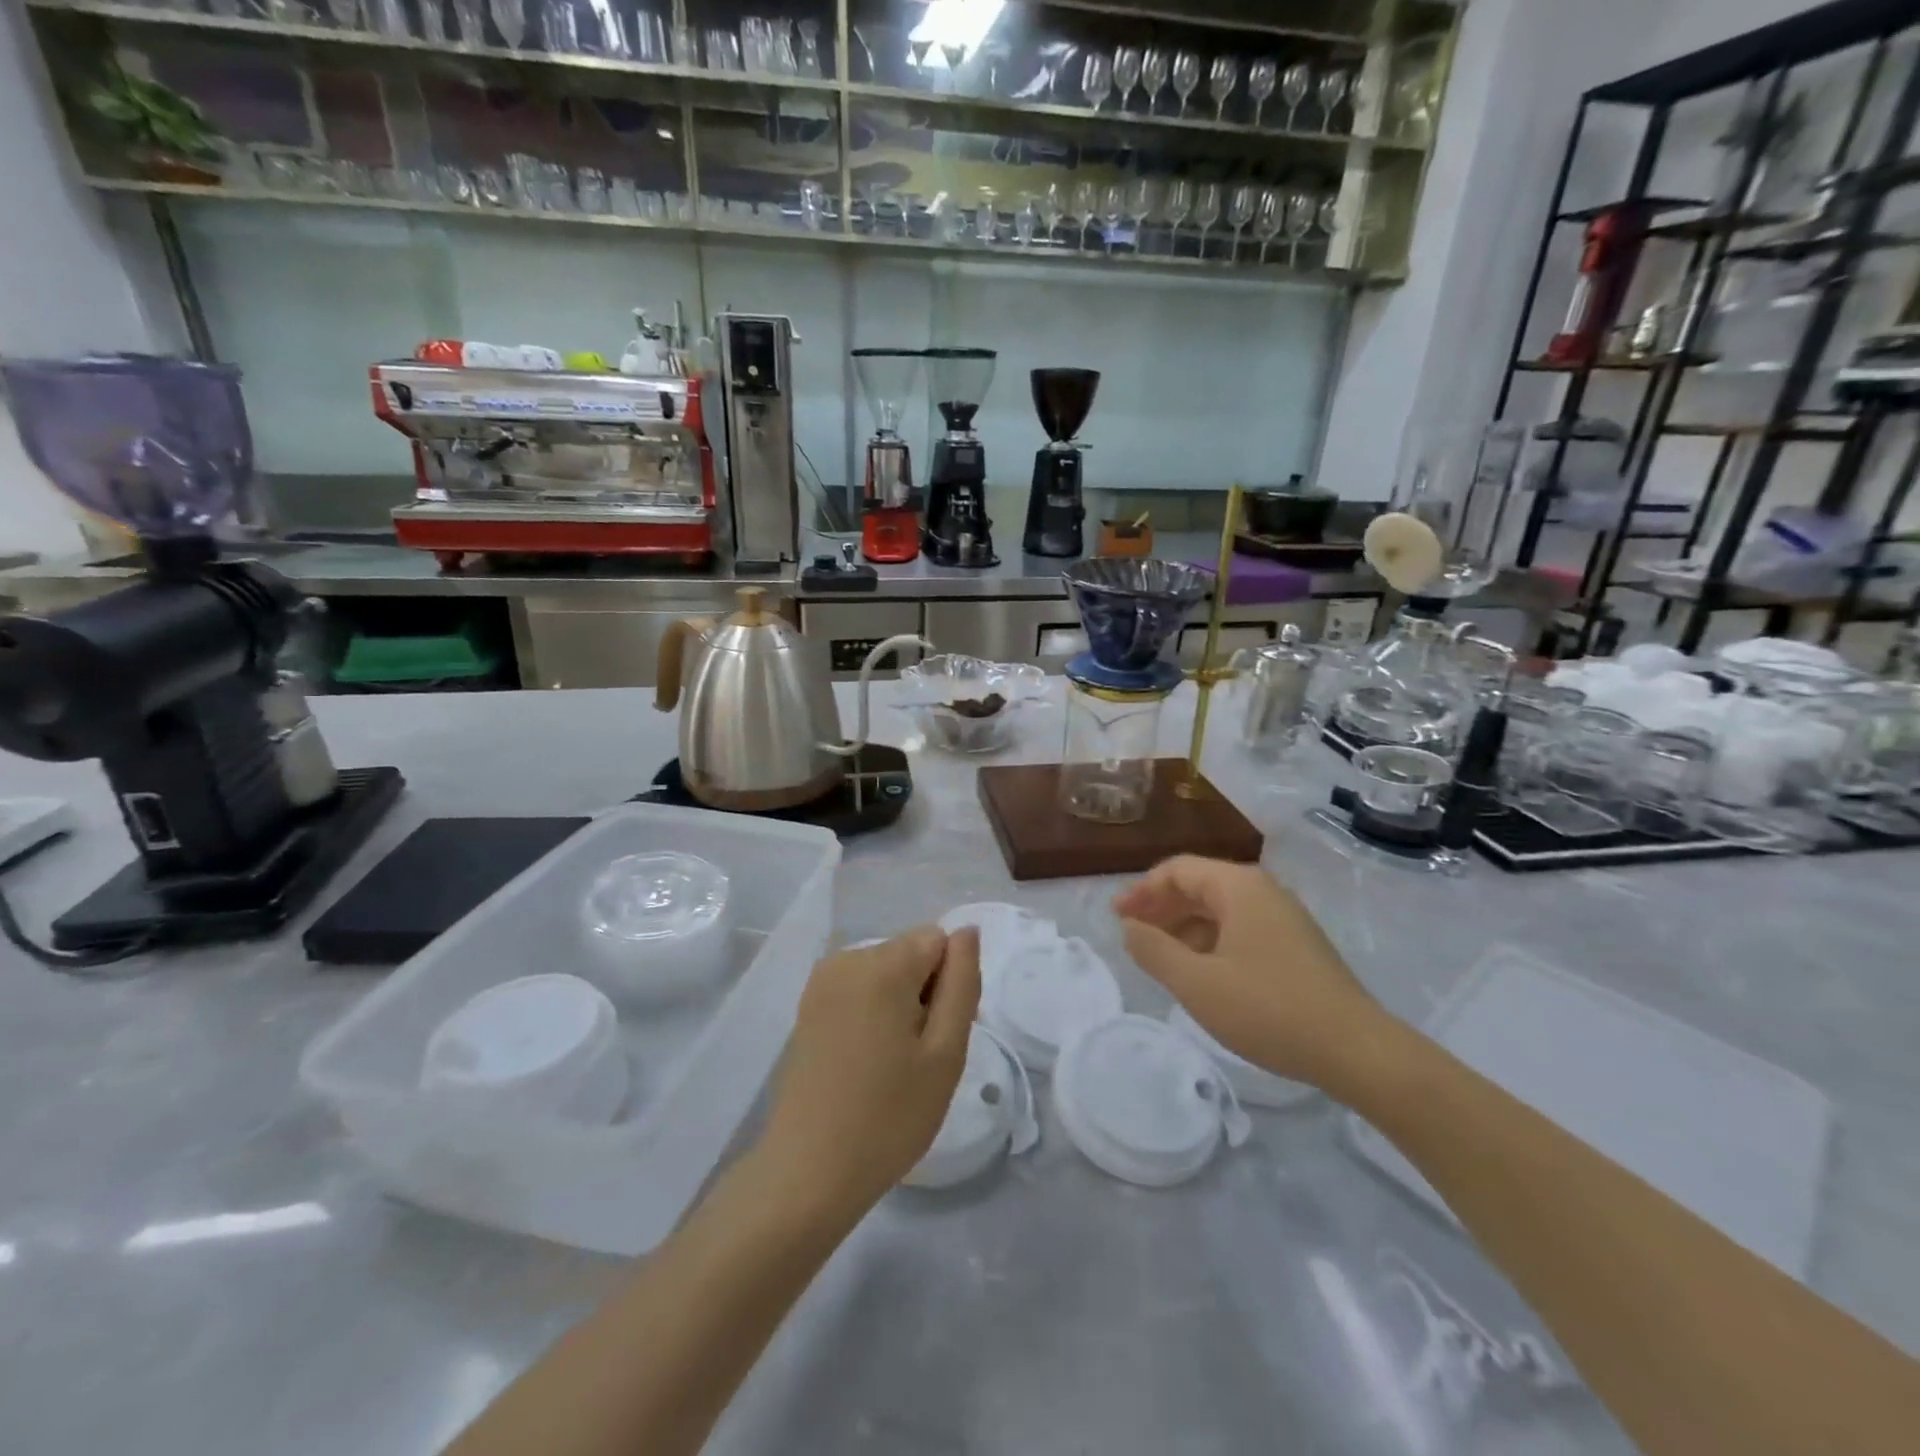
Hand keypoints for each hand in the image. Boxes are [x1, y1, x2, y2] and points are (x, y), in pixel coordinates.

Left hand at [759, 927, 980, 1223]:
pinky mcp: (808, 1006)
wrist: (808, 1172)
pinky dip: (873, 1013)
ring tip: (894, 1064)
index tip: (941, 1034)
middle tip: (921, 1058)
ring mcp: (822, 982)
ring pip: (886, 971)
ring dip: (900, 1005)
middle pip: (910, 953)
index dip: (950, 983)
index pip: (938, 940)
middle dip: (925, 992)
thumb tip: (967, 932)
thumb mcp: (946, 1053)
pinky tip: (867, 1062)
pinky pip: (859, 988)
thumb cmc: (889, 1117)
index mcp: (882, 964)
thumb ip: (962, 983)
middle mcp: (847, 959)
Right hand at [1114, 856, 1387, 1092]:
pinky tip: (1200, 972)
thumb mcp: (1197, 983)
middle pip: (1198, 885)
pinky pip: (1240, 928)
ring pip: (1220, 909)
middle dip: (1160, 907)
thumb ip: (1153, 950)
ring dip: (1183, 927)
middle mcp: (1263, 891)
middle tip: (1131, 935)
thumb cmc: (1269, 1009)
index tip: (1116, 918)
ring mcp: (1284, 917)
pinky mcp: (1296, 945)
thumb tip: (1128, 928)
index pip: (1177, 870)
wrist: (1357, 1051)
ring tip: (1159, 957)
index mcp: (1239, 887)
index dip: (1141, 891)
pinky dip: (1210, 941)